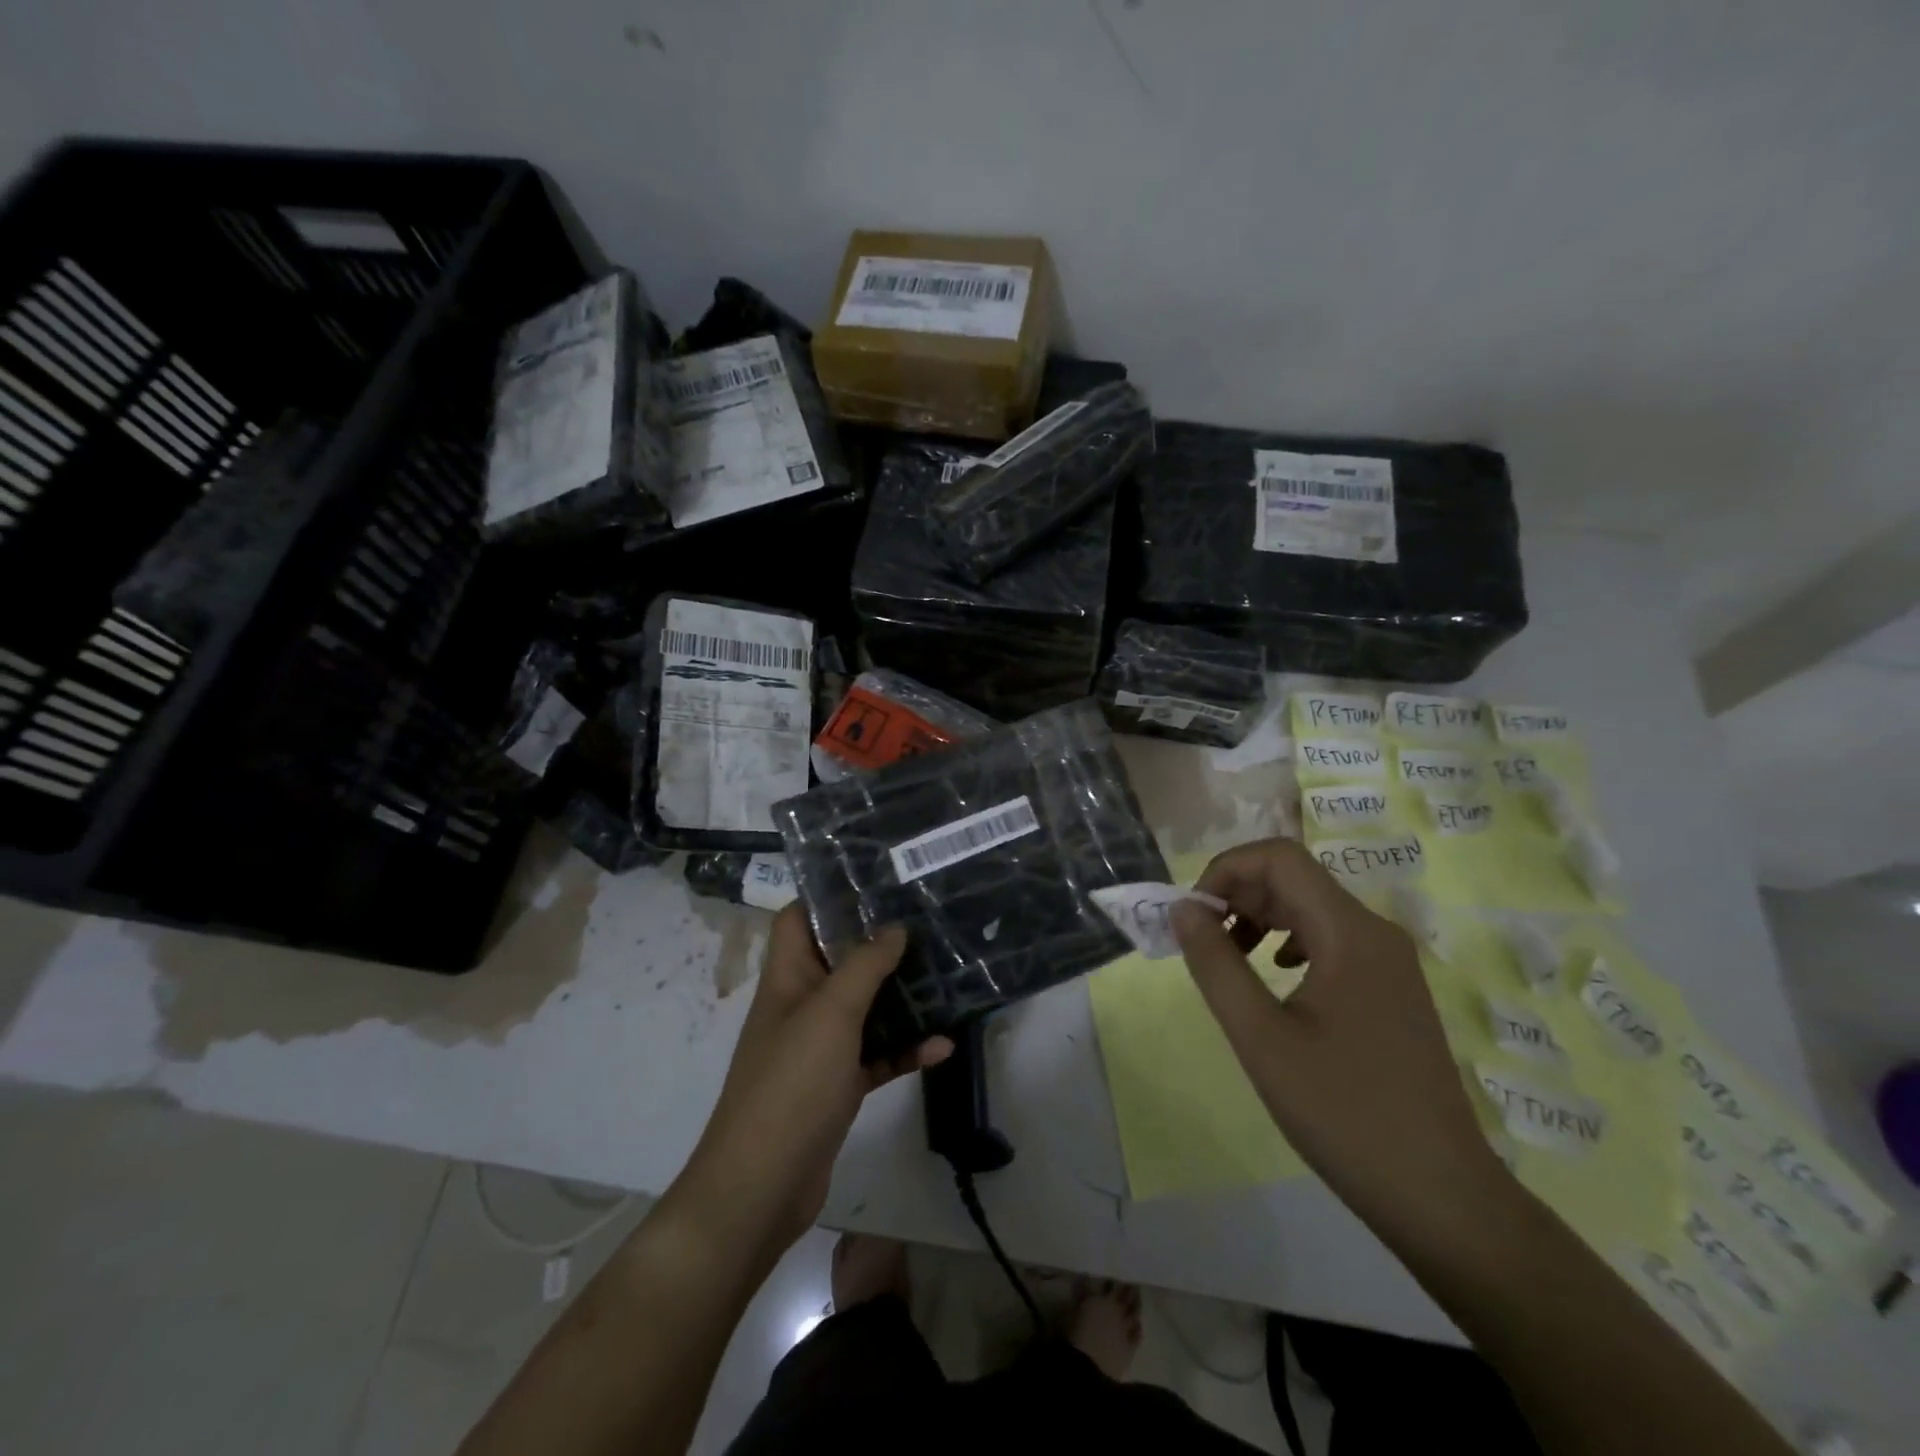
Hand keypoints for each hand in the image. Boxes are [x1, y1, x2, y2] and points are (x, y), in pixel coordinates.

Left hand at [672, 905, 951, 1265]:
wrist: (761, 1188)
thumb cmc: (791, 1085)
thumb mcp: (830, 1014)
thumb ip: (863, 966)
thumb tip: (893, 927)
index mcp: (787, 979)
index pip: (797, 920)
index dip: (827, 897)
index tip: (876, 883)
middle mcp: (800, 1006)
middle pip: (839, 961)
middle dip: (879, 944)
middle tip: (927, 924)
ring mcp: (818, 1049)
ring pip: (864, 1009)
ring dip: (900, 998)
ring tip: (945, 977)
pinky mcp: (837, 1086)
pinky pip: (876, 1056)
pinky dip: (905, 1049)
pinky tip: (943, 1045)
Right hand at [1170, 838, 1504, 1234]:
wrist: (1440, 1195)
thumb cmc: (1344, 1111)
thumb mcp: (1261, 1037)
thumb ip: (1215, 964)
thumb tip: (1183, 909)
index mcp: (1350, 932)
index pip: (1278, 858)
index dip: (1225, 869)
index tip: (1192, 914)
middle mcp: (1375, 932)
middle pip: (1294, 879)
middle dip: (1237, 895)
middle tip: (1199, 939)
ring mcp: (1389, 962)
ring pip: (1311, 908)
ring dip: (1260, 918)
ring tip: (1227, 958)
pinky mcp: (1391, 989)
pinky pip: (1329, 940)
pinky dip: (1287, 942)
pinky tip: (1272, 979)